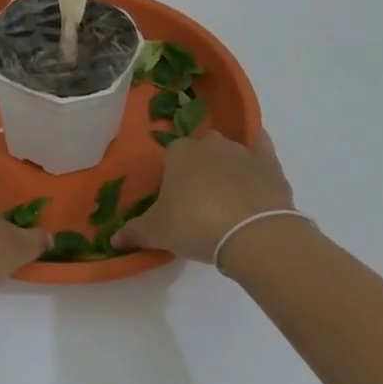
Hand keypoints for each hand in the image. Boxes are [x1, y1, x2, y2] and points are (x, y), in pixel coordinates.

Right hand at [115, 128, 294, 262]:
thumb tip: (113, 239)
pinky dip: (257, 154)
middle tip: (199, 199)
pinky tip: (256, 170)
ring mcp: (241, 150)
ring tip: (228, 198)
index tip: (175, 200)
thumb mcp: (157, 232)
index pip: (171, 156)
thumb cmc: (196, 225)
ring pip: (229, 151)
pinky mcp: (269, 161)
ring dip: (226, 167)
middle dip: (199, 167)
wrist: (252, 232)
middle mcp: (209, 143)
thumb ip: (134, 232)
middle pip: (200, 149)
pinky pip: (261, 147)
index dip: (172, 177)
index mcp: (178, 152)